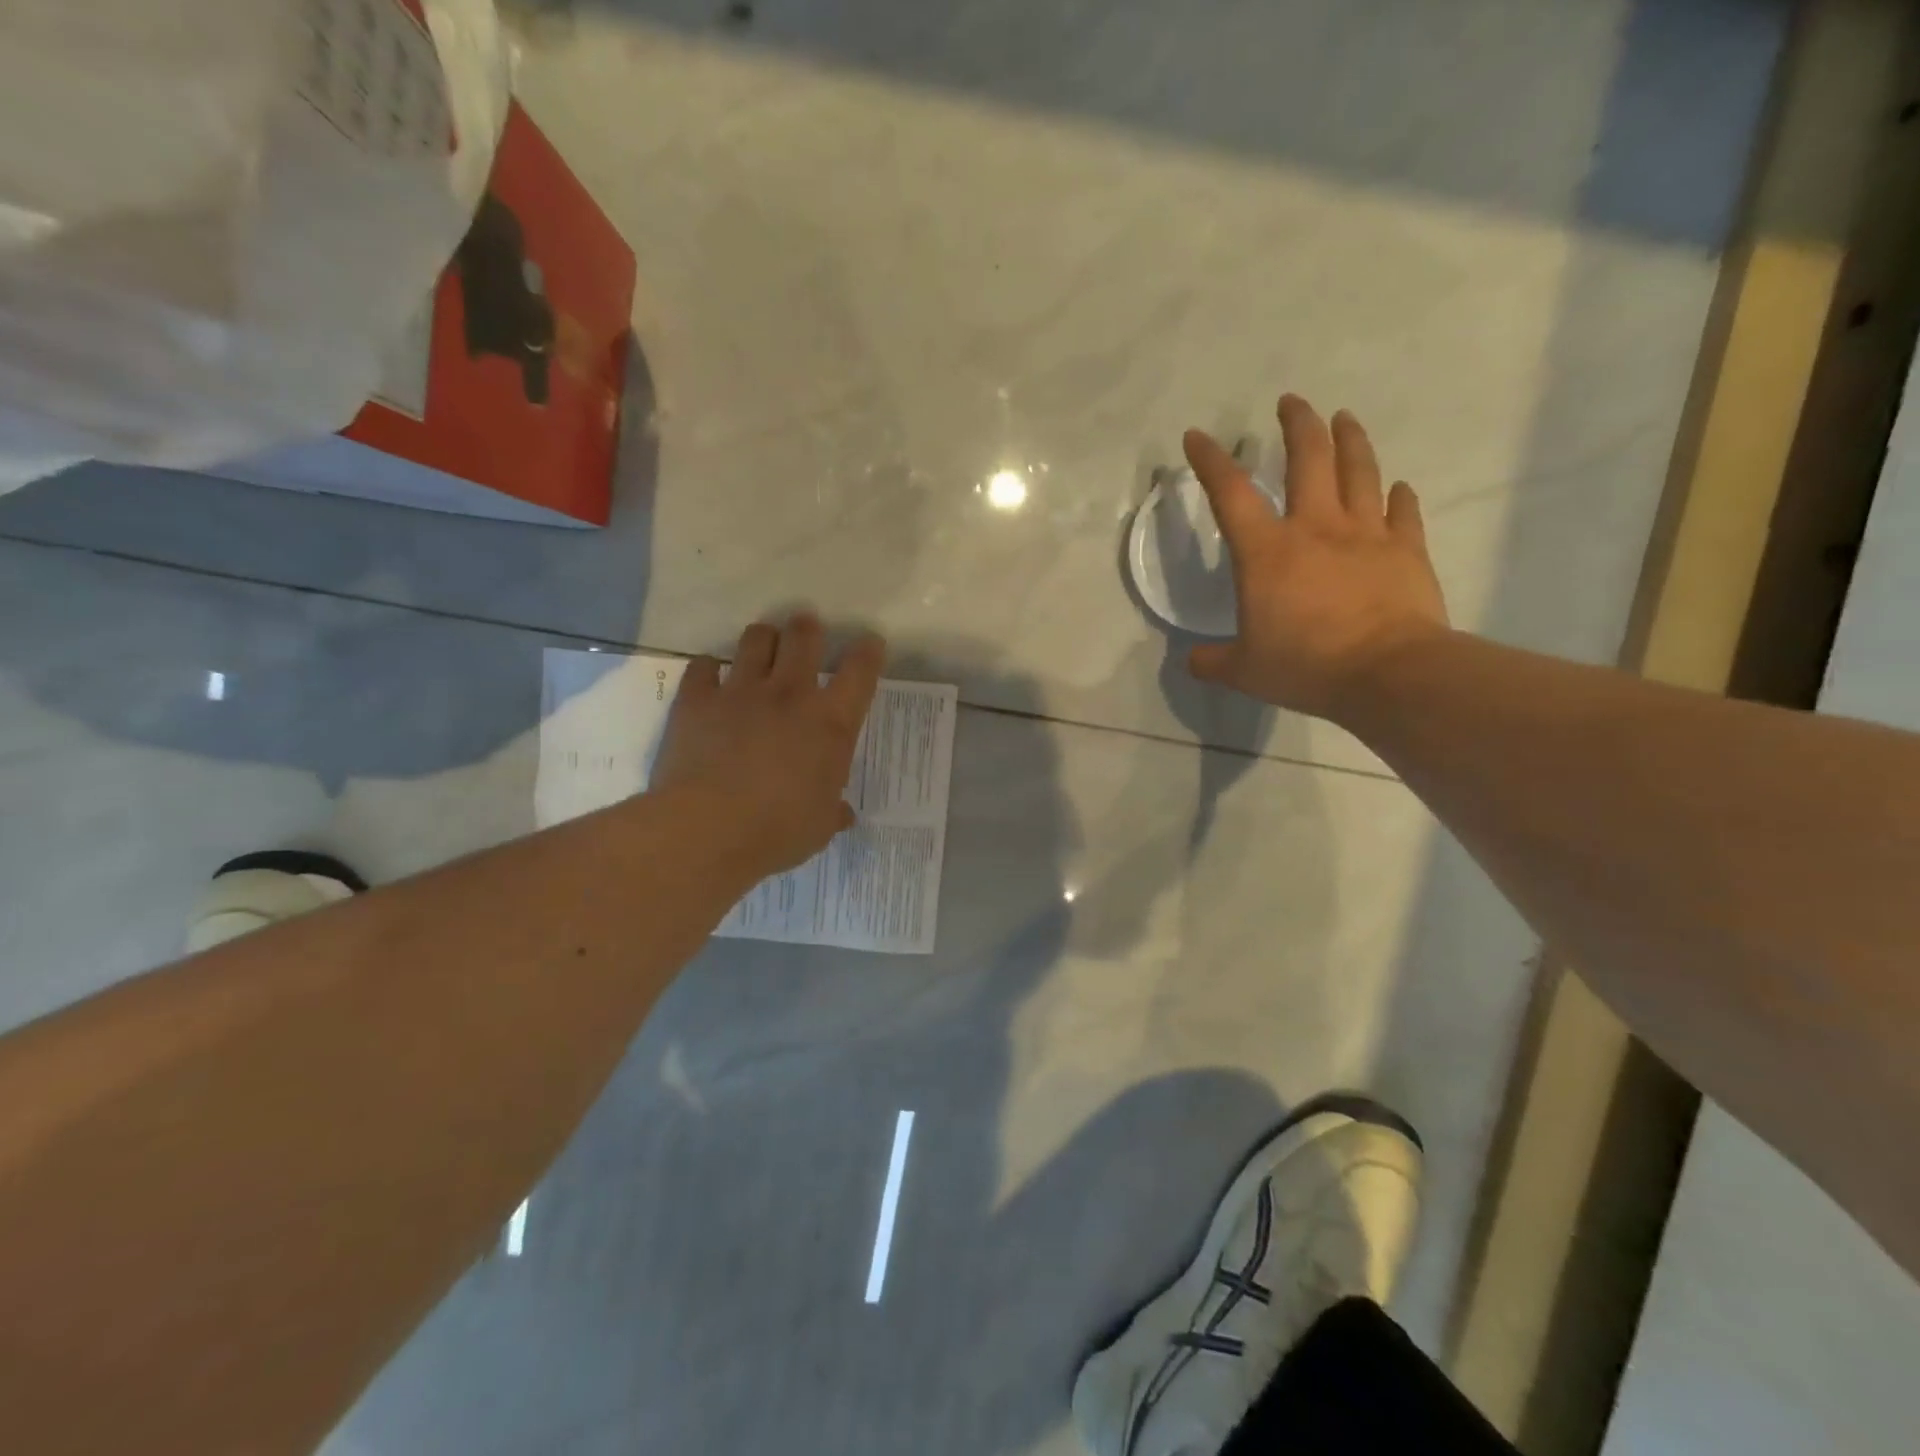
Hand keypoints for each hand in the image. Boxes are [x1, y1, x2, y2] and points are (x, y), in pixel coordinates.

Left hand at [652, 614, 885, 878]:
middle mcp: (789, 695)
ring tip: (762, 648)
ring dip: (763, 639)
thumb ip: (833, 812)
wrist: (707, 829)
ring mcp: (740, 692)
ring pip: (755, 639)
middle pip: (804, 636)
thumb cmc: (778, 830)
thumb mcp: (819, 826)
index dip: (868, 651)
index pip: (859, 671)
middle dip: (808, 628)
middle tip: (807, 632)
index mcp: (831, 723)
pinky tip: (711, 677)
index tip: (870, 644)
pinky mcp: (697, 700)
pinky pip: (702, 666)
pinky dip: (709, 668)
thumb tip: (844, 815)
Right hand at [1187, 394, 1448, 719]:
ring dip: (1350, 439)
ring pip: (1359, 471)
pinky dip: (1399, 496)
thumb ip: (1214, 661)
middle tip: (1291, 402)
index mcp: (1267, 552)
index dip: (1210, 461)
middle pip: (1308, 458)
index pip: (1231, 494)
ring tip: (1344, 418)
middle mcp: (1315, 528)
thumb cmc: (1306, 665)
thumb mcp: (1244, 671)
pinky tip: (1398, 487)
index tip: (1198, 436)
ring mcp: (1366, 534)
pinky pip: (1403, 512)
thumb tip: (1192, 661)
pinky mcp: (1406, 549)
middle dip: (1297, 424)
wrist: (1388, 673)